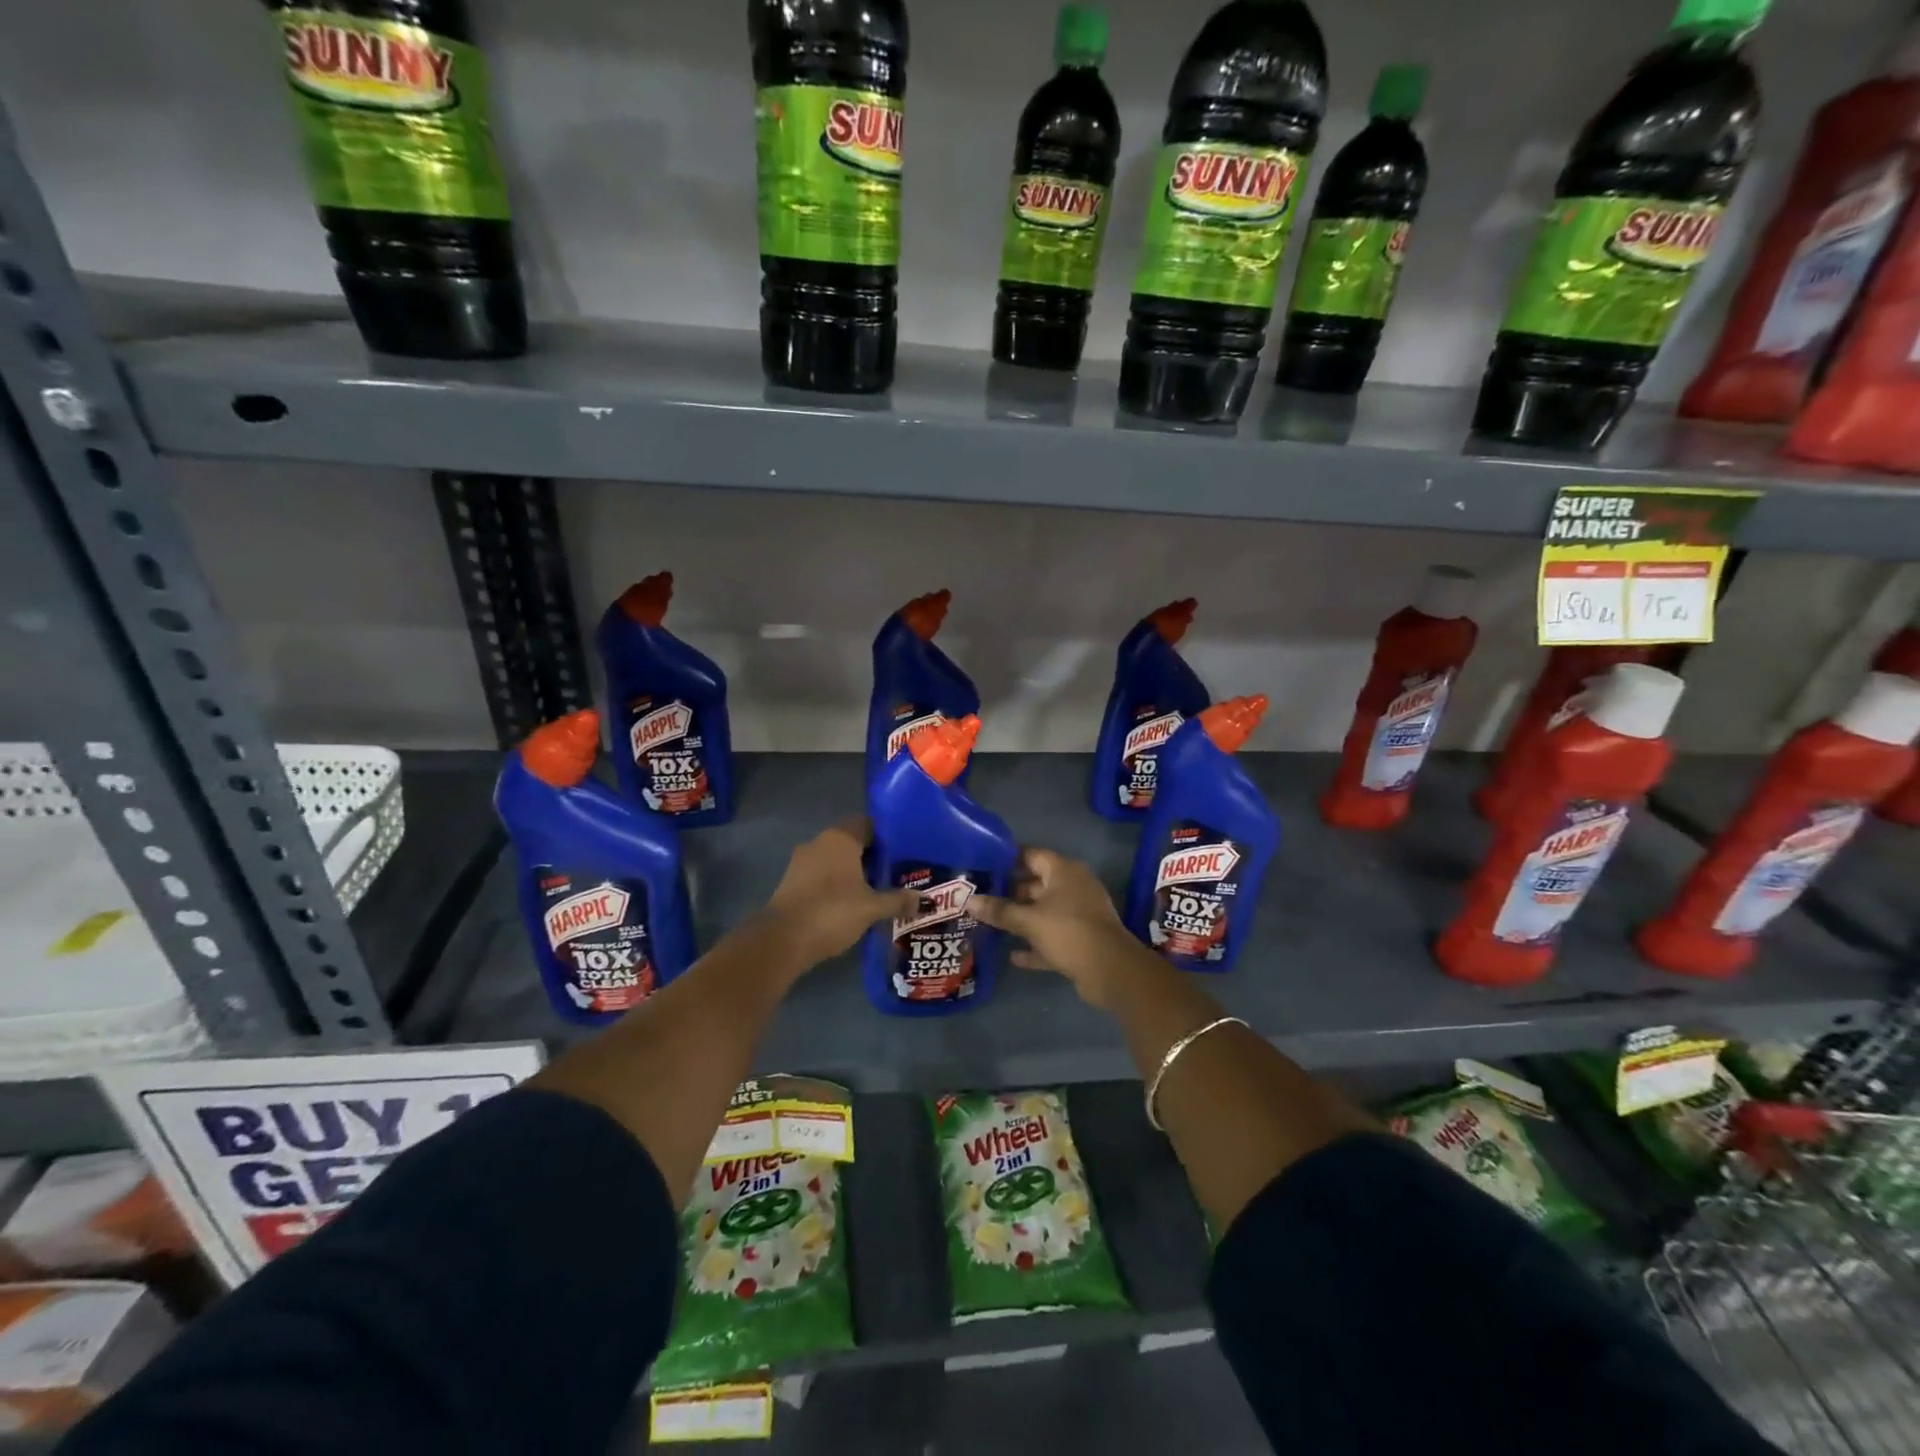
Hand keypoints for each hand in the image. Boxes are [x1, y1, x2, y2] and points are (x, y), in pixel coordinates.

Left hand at [759, 817, 916, 973]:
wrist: (782, 941)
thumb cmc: (832, 912)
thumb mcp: (871, 908)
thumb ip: (898, 900)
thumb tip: (925, 900)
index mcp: (840, 838)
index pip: (868, 824)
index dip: (886, 837)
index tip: (904, 853)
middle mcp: (819, 842)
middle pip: (853, 843)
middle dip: (873, 857)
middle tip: (896, 874)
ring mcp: (802, 862)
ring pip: (836, 861)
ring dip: (854, 873)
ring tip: (878, 891)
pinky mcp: (792, 882)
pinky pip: (822, 876)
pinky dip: (838, 885)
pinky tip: (853, 904)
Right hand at [971, 848, 1154, 1007]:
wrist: (1112, 971)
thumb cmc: (1069, 932)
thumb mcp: (1029, 921)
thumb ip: (999, 911)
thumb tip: (968, 901)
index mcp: (1064, 872)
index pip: (1031, 855)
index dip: (1007, 859)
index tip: (983, 865)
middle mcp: (1073, 886)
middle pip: (1036, 884)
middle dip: (1010, 892)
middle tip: (981, 897)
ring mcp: (1079, 913)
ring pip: (1043, 911)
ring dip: (1021, 919)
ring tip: (990, 923)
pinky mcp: (1081, 938)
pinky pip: (1052, 936)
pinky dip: (1035, 944)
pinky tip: (1014, 955)